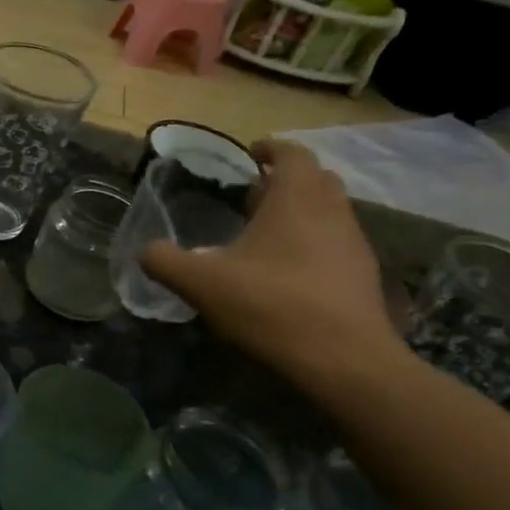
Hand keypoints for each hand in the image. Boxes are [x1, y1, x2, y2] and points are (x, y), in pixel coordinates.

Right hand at [141, 138, 405, 394]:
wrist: (344, 361)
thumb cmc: (270, 304)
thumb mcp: (201, 283)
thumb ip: (165, 261)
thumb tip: (146, 251)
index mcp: (296, 198)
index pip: (292, 153)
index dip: (270, 148)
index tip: (250, 155)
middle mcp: (333, 211)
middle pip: (315, 179)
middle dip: (285, 181)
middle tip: (252, 198)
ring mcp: (354, 244)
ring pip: (329, 213)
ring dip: (300, 215)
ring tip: (265, 238)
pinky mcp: (363, 278)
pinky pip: (336, 245)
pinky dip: (313, 246)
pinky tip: (287, 276)